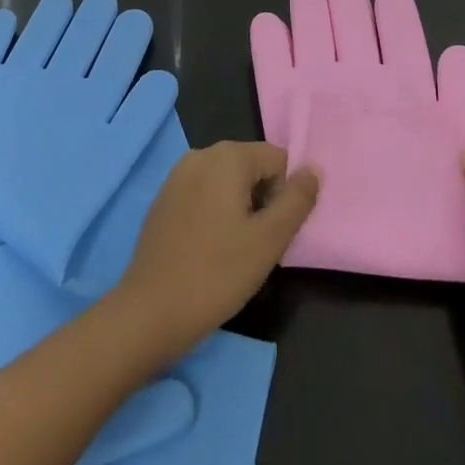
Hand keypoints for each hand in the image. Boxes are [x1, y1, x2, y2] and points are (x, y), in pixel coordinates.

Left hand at [111, 142, 318, 361]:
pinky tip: (208, 251)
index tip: (272, 233)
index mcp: (227, 155)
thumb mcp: (269, 240)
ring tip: (233, 251)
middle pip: (251, 167)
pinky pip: (203, 194)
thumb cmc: (217, 273)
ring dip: (239, 210)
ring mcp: (178, 175)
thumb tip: (314, 170)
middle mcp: (201, 153)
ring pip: (227, 182)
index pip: (277, 159)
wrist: (151, 310)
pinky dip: (214, 215)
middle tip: (255, 246)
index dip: (283, 195)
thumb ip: (297, 201)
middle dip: (261, 201)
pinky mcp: (164, 198)